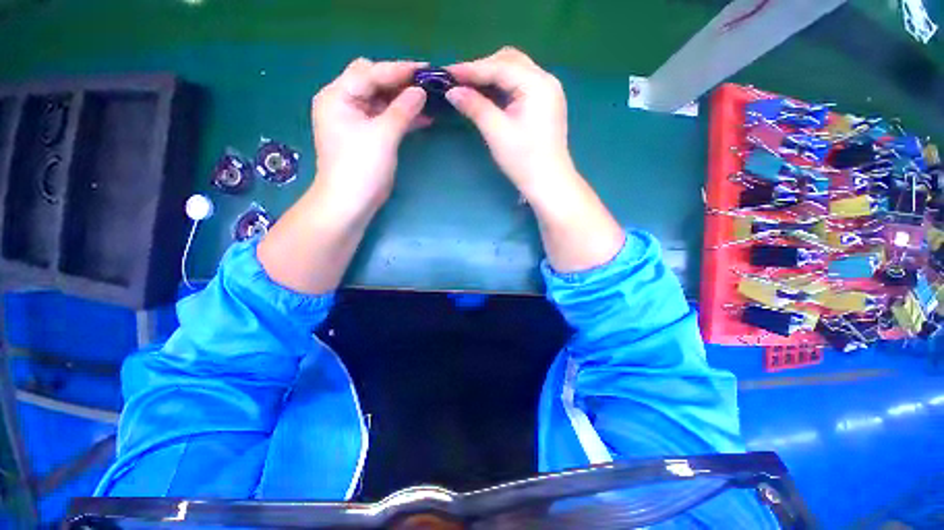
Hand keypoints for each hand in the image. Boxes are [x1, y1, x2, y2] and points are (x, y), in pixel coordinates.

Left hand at [311, 58, 428, 218]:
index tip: (426, 69)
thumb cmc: (361, 168)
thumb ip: (402, 110)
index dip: (399, 70)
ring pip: (381, 100)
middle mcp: (342, 102)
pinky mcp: (364, 136)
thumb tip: (421, 91)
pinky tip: (422, 118)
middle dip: (400, 82)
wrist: (349, 204)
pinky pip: (384, 118)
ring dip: (403, 101)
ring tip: (429, 100)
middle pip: (373, 81)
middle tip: (426, 85)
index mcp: (337, 96)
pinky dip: (401, 117)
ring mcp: (353, 120)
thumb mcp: (383, 136)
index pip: (370, 72)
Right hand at [445, 47, 575, 198]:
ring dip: (491, 77)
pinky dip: (502, 88)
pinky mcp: (544, 104)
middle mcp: (546, 80)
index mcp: (537, 84)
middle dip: (482, 69)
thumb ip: (475, 107)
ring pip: (515, 72)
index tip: (446, 73)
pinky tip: (488, 96)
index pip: (499, 67)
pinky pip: (520, 86)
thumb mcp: (497, 133)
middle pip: (509, 61)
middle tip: (459, 82)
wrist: (549, 183)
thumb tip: (452, 91)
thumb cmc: (524, 160)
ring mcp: (547, 91)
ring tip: (469, 88)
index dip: (471, 69)